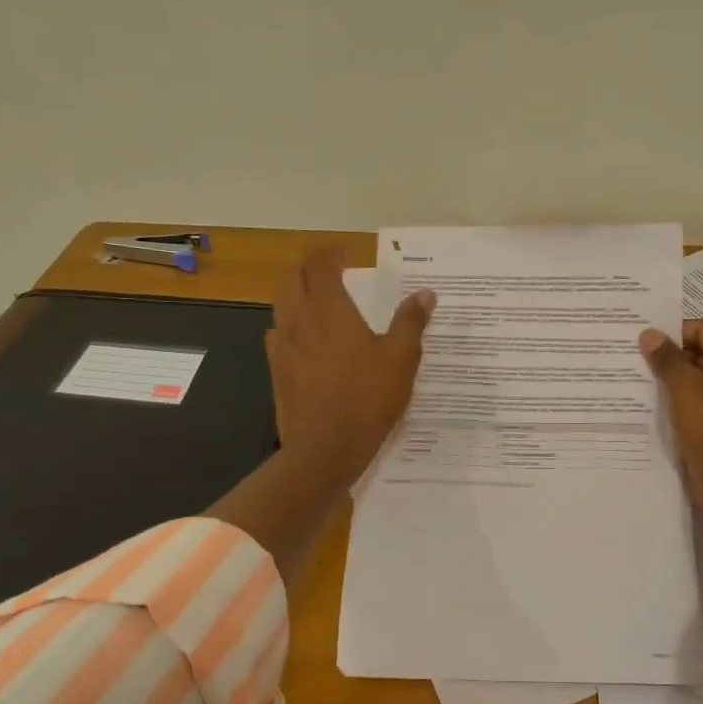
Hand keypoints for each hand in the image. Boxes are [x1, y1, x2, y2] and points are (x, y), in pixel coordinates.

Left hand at [267, 248, 434, 490]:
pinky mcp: (276, 370)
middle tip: (328, 267)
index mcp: (329, 310)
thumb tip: (425, 294)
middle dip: (308, 266)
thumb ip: (410, 322)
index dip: (330, 254)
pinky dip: (289, 322)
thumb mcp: (401, 360)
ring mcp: (283, 346)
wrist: (324, 450)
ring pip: (281, 304)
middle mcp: (299, 320)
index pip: (320, 266)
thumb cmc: (367, 399)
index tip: (345, 253)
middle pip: (292, 279)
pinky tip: (304, 336)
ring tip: (316, 296)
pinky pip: (277, 334)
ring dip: (296, 291)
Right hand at [639, 320, 702, 513]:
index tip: (641, 337)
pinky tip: (647, 403)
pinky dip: (675, 401)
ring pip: (694, 381)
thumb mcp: (687, 387)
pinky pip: (694, 404)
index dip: (673, 331)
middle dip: (668, 355)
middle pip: (699, 353)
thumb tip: (649, 333)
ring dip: (669, 379)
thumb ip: (667, 359)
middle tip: (632, 356)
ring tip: (634, 377)